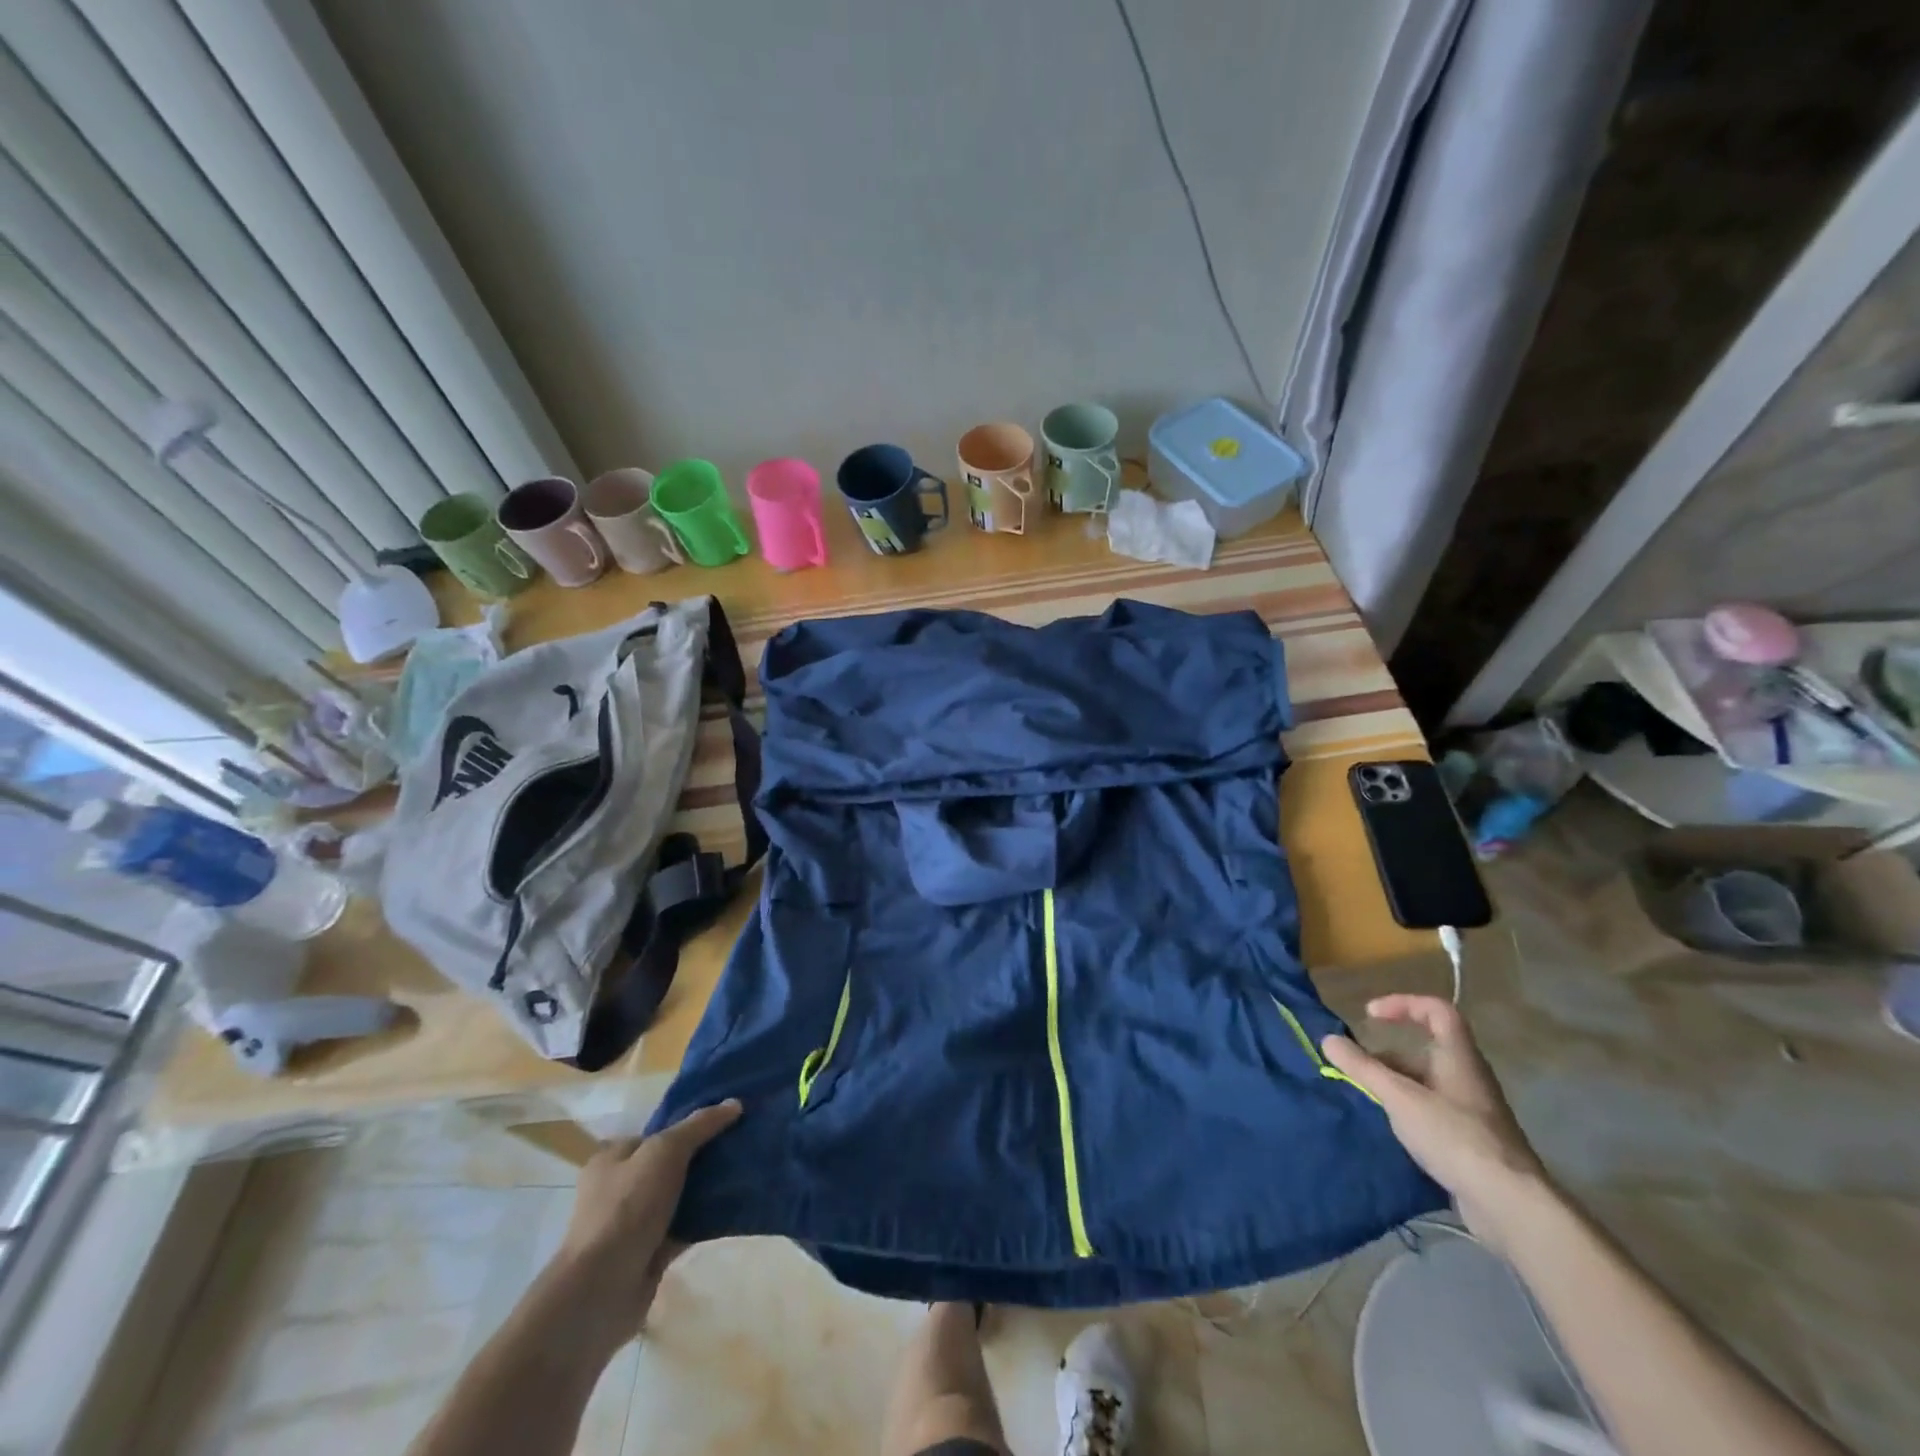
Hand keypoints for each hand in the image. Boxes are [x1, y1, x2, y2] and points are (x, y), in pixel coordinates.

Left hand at [547, 1100, 742, 1346]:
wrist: (601, 1291)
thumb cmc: (626, 1208)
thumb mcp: (664, 1152)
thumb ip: (698, 1126)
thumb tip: (734, 1103)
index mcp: (612, 1159)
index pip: (657, 1133)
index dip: (690, 1124)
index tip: (727, 1120)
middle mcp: (619, 1189)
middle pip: (670, 1163)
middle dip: (703, 1156)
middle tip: (742, 1144)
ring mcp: (634, 1224)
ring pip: (680, 1196)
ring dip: (708, 1188)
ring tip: (747, 1171)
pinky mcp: (650, 1253)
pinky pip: (685, 1227)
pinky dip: (706, 1219)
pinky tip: (736, 1206)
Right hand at [1322, 996, 1546, 1250]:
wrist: (1510, 1205)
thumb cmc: (1454, 1136)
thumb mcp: (1399, 1097)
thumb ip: (1362, 1068)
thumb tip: (1328, 1040)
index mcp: (1458, 1058)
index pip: (1437, 1011)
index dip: (1403, 1004)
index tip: (1371, 1016)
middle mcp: (1468, 1078)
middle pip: (1425, 1051)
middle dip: (1386, 1056)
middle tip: (1357, 1070)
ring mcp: (1473, 1112)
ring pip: (1426, 1084)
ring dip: (1395, 1086)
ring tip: (1367, 1101)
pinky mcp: (1472, 1142)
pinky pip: (1433, 1112)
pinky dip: (1408, 1111)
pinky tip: (1391, 1129)